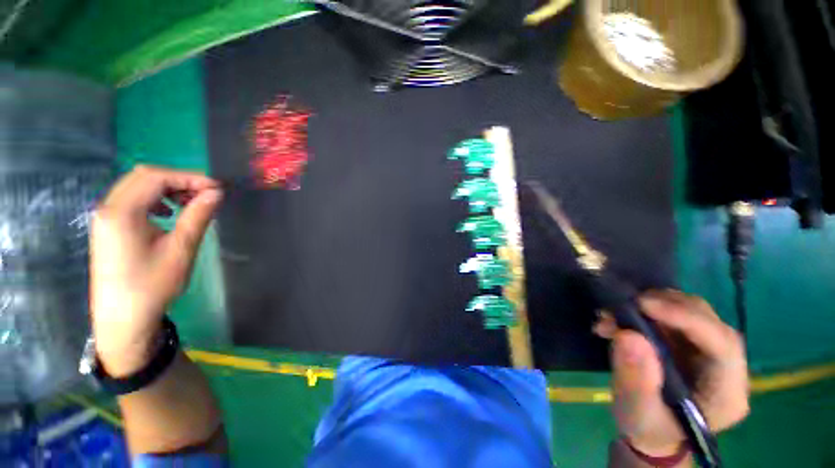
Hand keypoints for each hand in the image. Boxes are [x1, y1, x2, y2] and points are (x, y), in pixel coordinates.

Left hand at [90, 165, 222, 376]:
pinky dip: (155, 198)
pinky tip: (168, 213)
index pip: (155, 177)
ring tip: (191, 203)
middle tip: (207, 194)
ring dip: (167, 188)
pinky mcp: (109, 226)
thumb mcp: (181, 250)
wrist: (123, 319)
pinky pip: (132, 199)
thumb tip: (216, 193)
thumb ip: (198, 216)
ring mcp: (106, 217)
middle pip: (143, 176)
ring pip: (137, 186)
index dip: (189, 177)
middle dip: (179, 180)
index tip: (217, 188)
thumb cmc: (152, 286)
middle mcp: (108, 208)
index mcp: (122, 212)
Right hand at [593, 290, 749, 456]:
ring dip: (654, 305)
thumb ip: (635, 378)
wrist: (650, 432)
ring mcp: (711, 352)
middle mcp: (728, 368)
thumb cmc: (647, 429)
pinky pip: (676, 314)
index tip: (644, 305)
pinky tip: (622, 316)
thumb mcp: (637, 411)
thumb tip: (627, 335)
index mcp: (726, 393)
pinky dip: (648, 309)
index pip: (723, 345)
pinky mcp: (692, 343)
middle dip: (667, 307)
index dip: (687, 319)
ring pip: (694, 312)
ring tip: (617, 312)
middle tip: (625, 304)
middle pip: (710, 322)